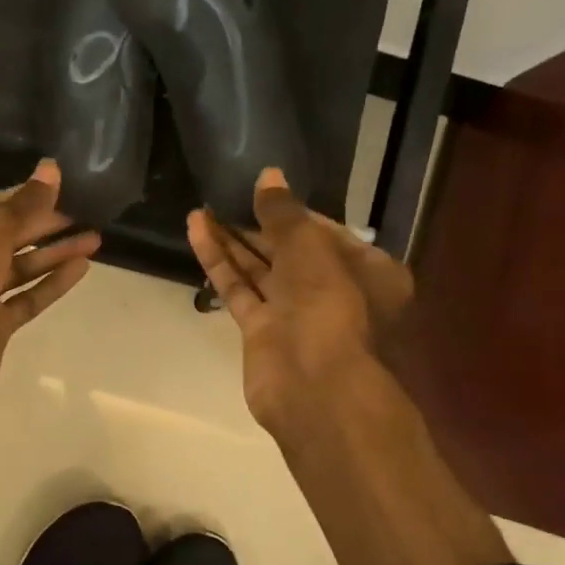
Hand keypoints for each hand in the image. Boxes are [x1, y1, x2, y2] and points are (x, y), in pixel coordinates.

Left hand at [0, 160, 100, 417]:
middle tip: (83, 213)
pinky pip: (24, 299)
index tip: (60, 190)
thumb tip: (51, 169)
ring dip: (53, 254)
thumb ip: (24, 203)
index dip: (23, 198)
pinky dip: (50, 284)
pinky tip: (80, 268)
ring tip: (94, 238)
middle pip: (3, 238)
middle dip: (43, 226)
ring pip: (17, 269)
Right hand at [187, 168, 411, 449]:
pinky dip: (220, 263)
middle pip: (290, 251)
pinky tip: (197, 232)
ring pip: (260, 270)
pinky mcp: (262, 333)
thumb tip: (268, 175)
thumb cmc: (330, 307)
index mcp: (367, 270)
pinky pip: (240, 289)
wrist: (316, 389)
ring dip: (231, 241)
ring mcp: (296, 314)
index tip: (261, 191)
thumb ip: (284, 213)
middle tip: (224, 197)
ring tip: (199, 210)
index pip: (326, 231)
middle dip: (256, 225)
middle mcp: (334, 291)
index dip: (292, 211)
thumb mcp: (310, 248)